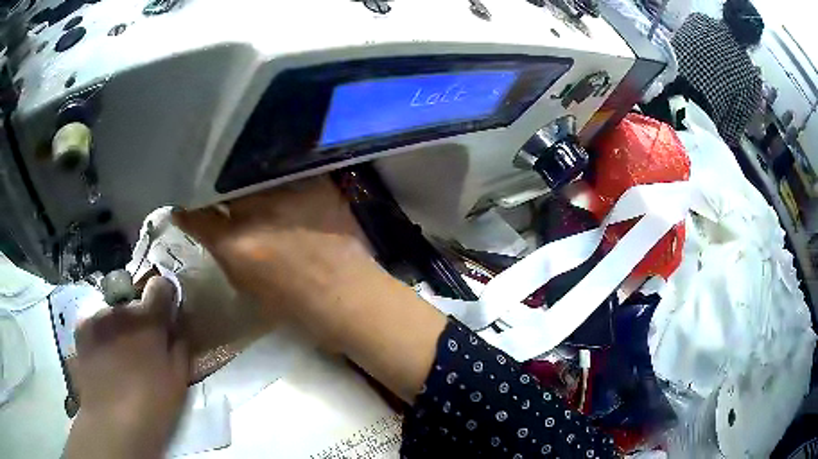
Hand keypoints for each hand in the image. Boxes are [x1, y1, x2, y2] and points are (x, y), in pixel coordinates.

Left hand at [64, 277, 188, 458]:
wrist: (111, 421)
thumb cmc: (152, 405)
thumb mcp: (178, 380)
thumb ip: (180, 347)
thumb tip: (178, 328)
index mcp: (149, 321)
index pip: (161, 286)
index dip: (166, 296)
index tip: (168, 311)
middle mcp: (122, 310)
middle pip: (135, 304)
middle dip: (141, 321)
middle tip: (143, 349)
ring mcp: (98, 317)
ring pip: (115, 314)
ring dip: (121, 328)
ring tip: (120, 357)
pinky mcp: (82, 328)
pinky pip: (97, 323)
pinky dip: (103, 335)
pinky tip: (103, 357)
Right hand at [173, 177, 377, 339]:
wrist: (349, 296)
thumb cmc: (295, 306)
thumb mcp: (247, 285)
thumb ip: (223, 253)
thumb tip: (209, 231)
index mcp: (237, 244)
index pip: (198, 214)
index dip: (186, 208)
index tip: (182, 205)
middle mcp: (258, 212)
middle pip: (223, 185)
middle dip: (213, 187)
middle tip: (212, 188)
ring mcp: (289, 193)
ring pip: (252, 172)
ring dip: (242, 176)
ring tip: (240, 176)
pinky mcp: (316, 183)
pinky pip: (284, 169)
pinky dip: (274, 173)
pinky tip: (272, 175)